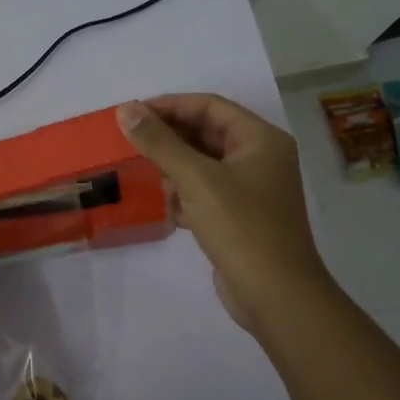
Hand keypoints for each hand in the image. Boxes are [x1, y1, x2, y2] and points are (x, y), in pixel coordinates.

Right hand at [117, 95, 330, 336]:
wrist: (274, 293)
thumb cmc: (240, 227)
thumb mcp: (196, 179)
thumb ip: (159, 143)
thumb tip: (126, 110)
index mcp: (261, 140)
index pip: (210, 107)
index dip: (170, 106)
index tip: (132, 114)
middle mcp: (261, 158)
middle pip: (207, 134)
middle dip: (169, 138)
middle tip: (130, 142)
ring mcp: (252, 190)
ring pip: (203, 165)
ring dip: (174, 168)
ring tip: (146, 177)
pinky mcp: (240, 217)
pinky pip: (206, 193)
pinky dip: (184, 195)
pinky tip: (167, 208)